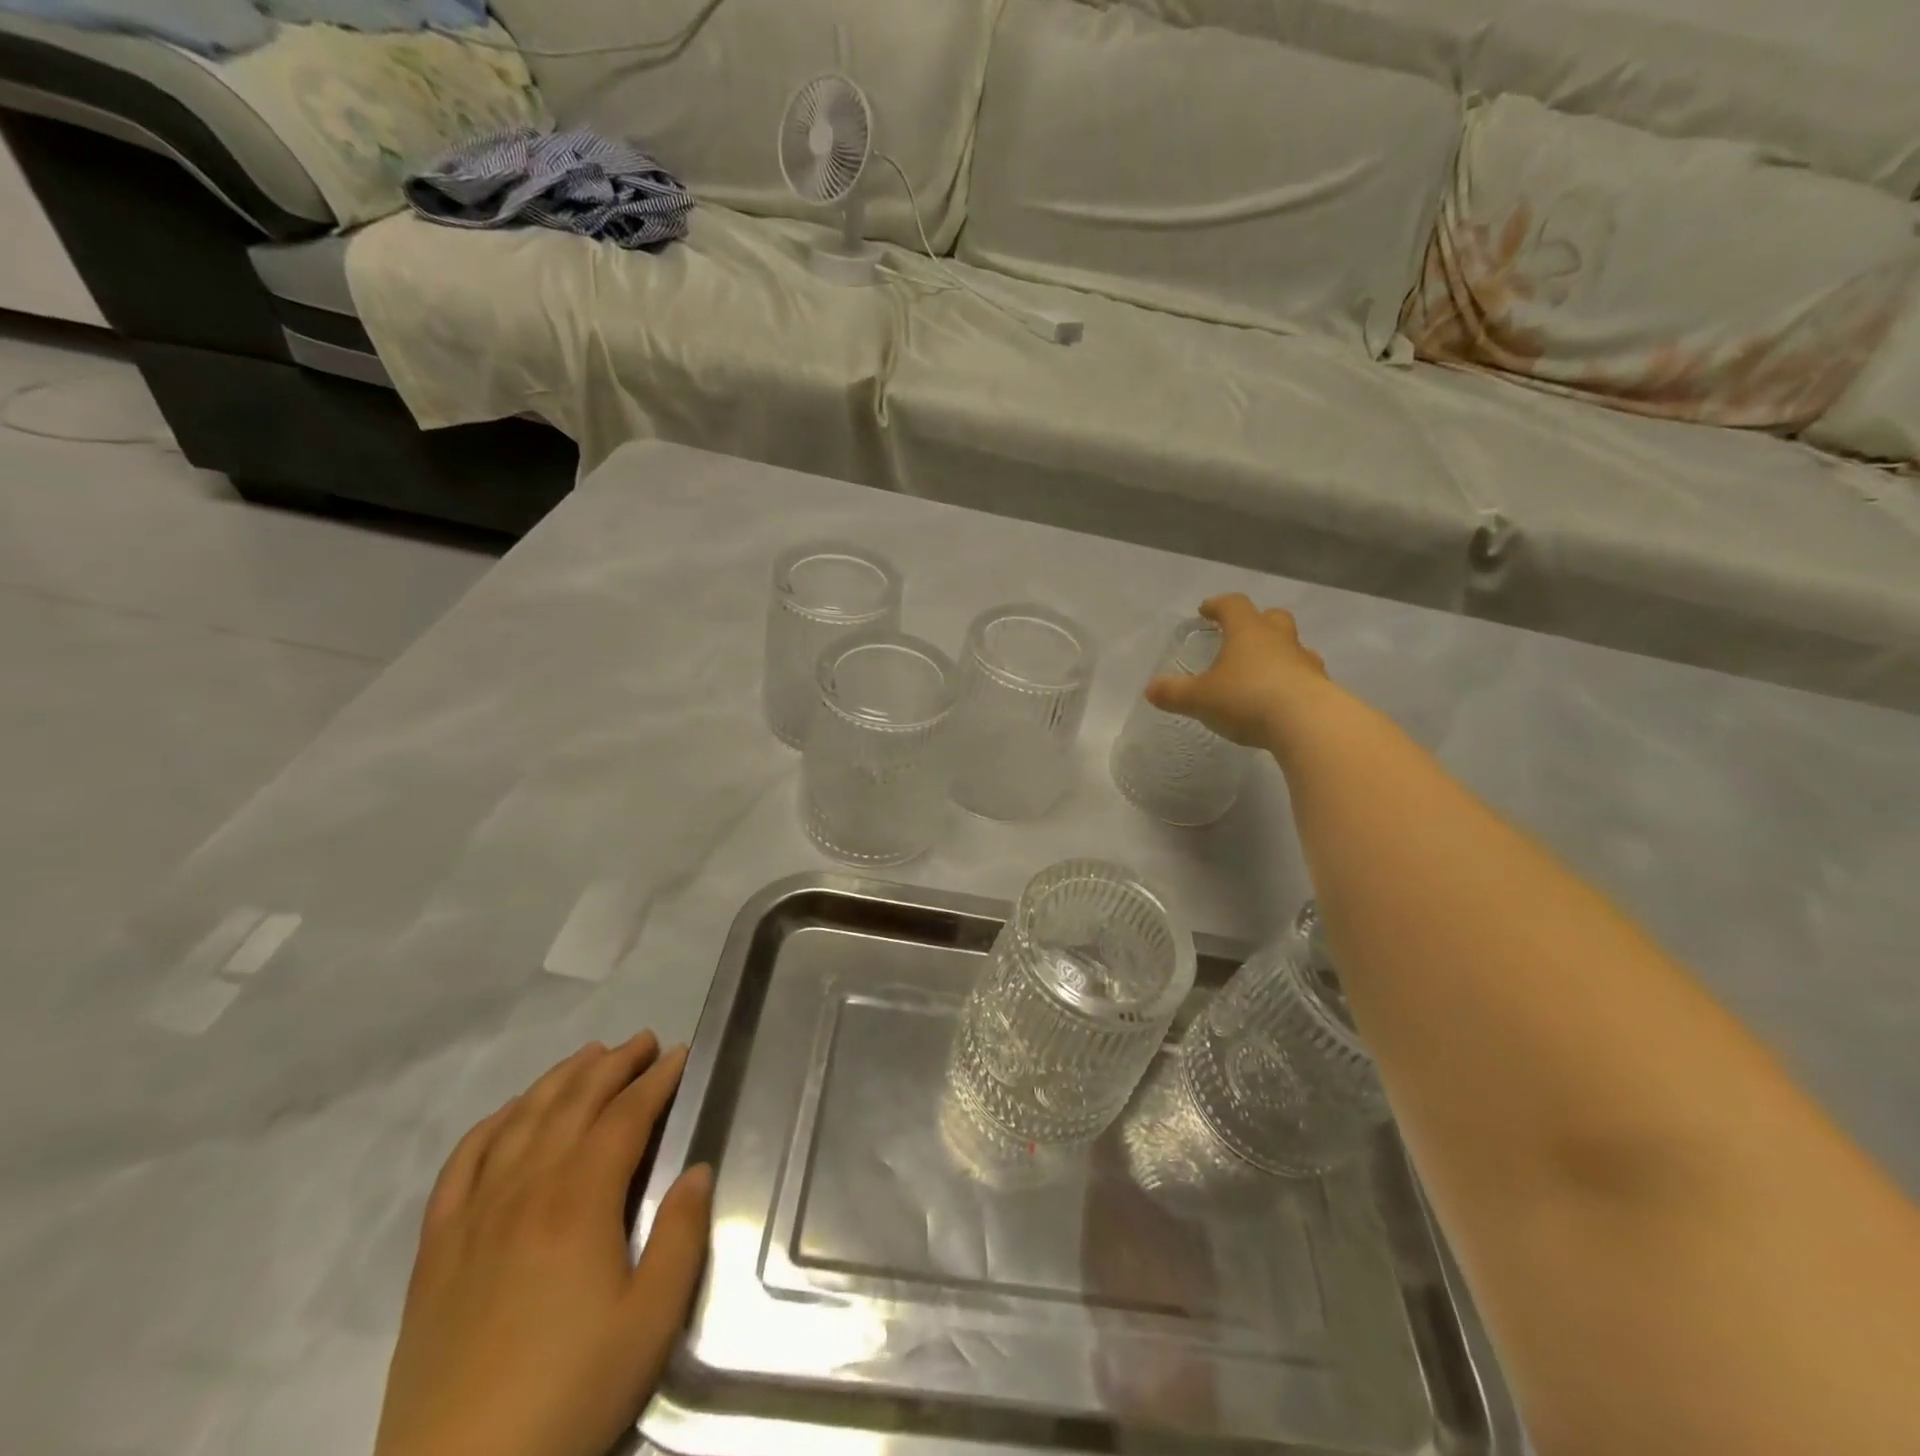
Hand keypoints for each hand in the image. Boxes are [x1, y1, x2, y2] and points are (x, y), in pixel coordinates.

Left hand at [374, 1033, 712, 1455]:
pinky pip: (462, 1163)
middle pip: (573, 1103)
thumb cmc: (570, 1395)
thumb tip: (698, 1169)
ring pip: (520, 1120)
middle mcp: (525, 1190)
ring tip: (589, 1055)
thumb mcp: (650, 1321)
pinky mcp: (435, 1249)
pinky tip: (510, 1113)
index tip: (681, 1054)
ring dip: (559, 1079)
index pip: (625, 1116)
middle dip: (614, 1064)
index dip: (657, 1080)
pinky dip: (492, 1124)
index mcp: (579, 1202)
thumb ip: (681, 1236)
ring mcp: (473, 1216)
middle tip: (644, 1042)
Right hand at [1146, 595, 1329, 747]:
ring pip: (1293, 647)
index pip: (1233, 606)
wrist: (1308, 724)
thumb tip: (1151, 688)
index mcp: (1248, 632)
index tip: (1206, 610)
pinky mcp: (1322, 688)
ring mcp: (1305, 663)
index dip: (1218, 605)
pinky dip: (1291, 682)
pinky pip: (1304, 677)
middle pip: (1272, 618)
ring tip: (1262, 672)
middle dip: (1257, 622)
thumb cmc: (1248, 698)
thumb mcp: (1200, 698)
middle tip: (1240, 636)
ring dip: (1278, 653)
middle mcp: (1279, 640)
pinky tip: (1281, 700)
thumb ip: (1175, 693)